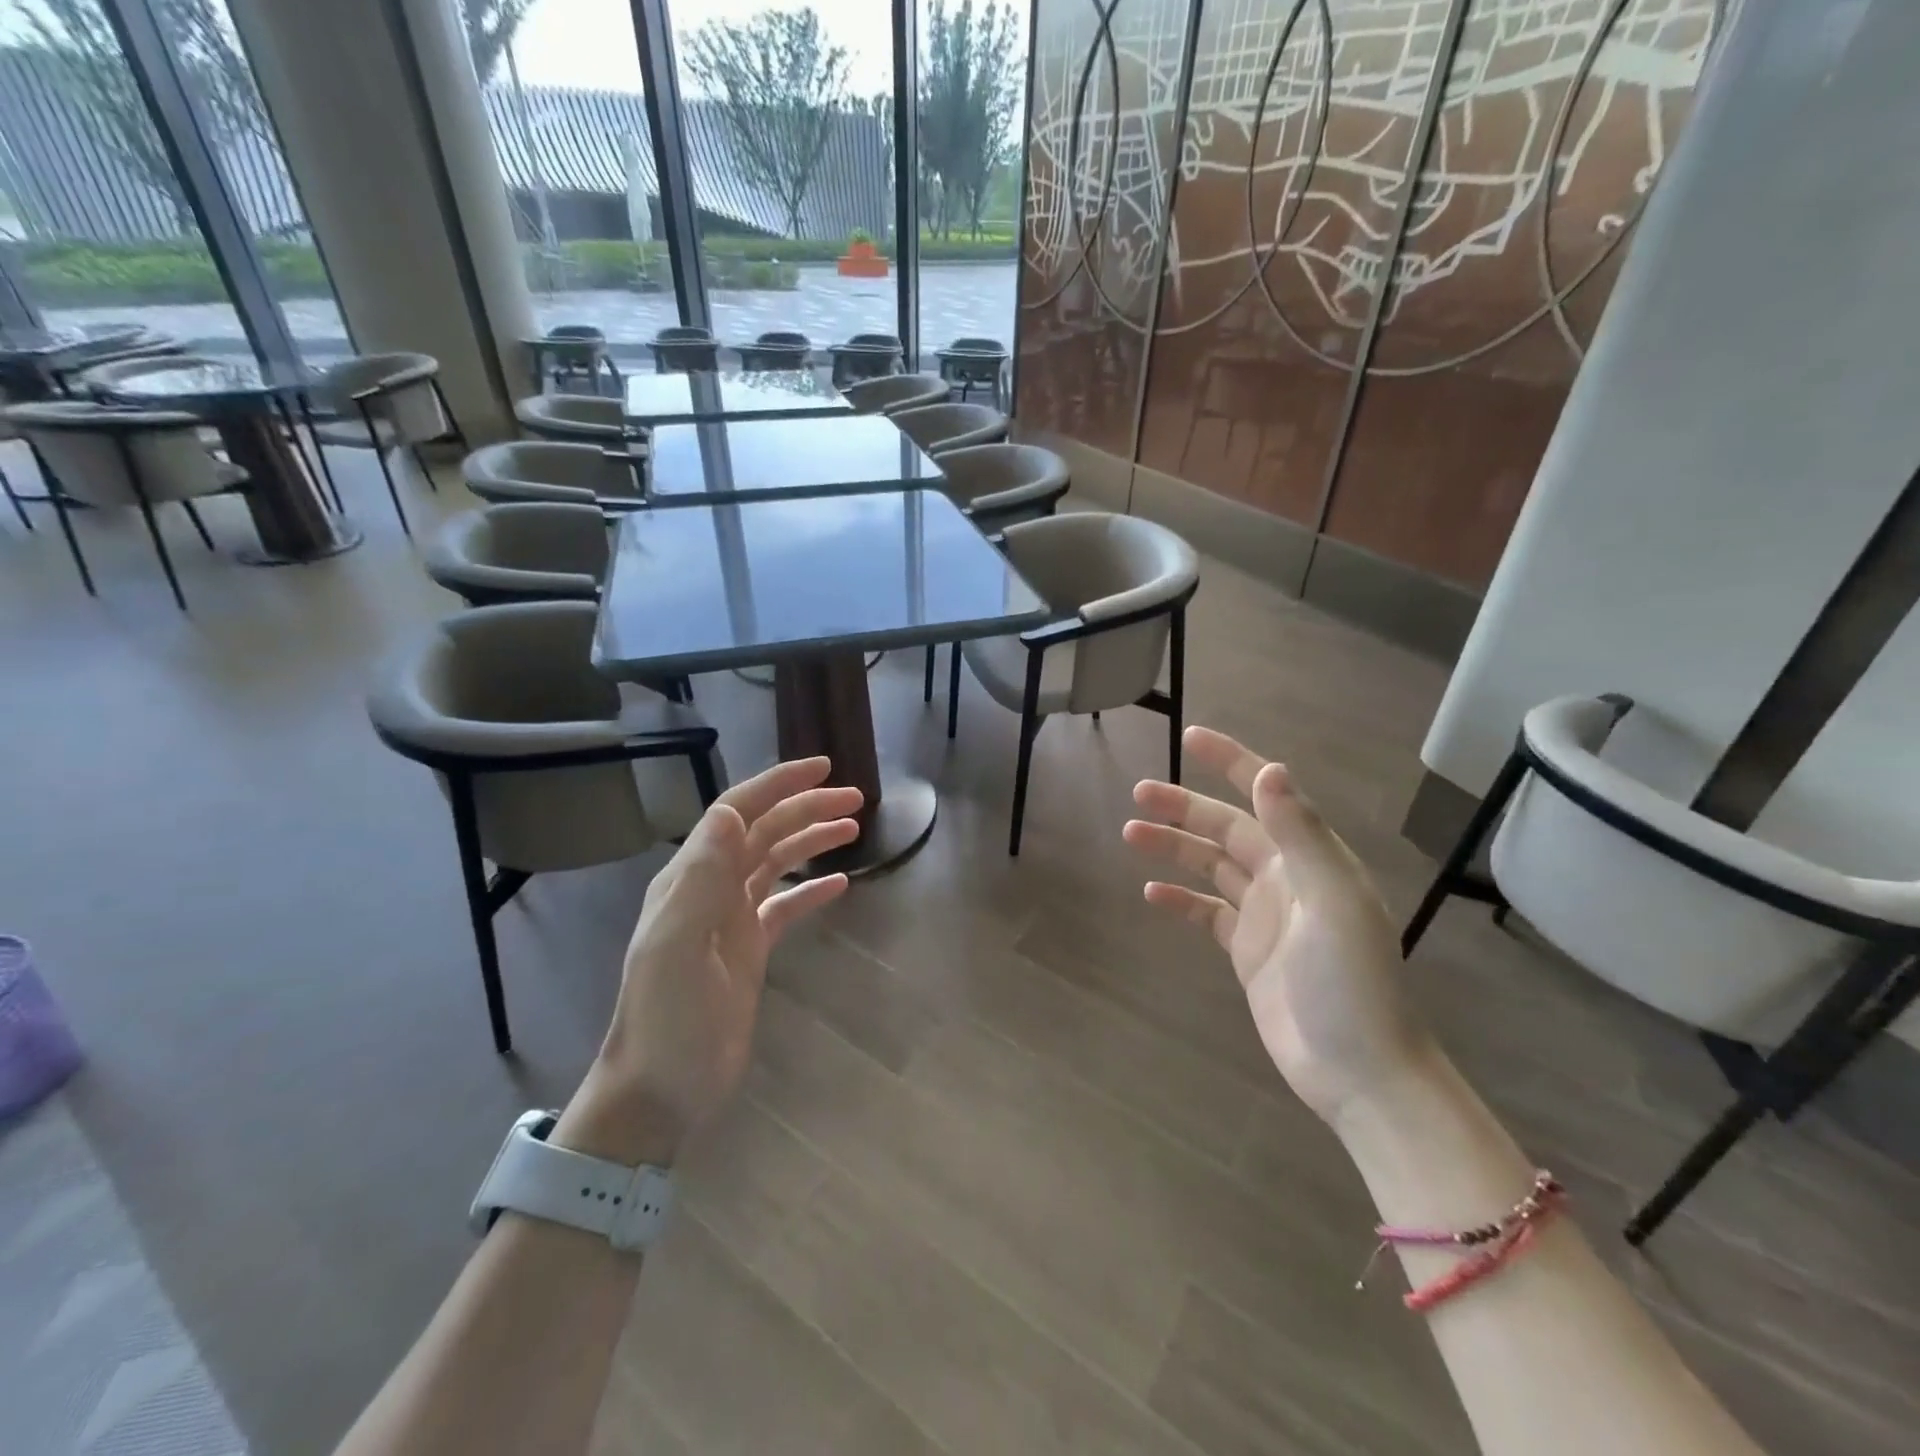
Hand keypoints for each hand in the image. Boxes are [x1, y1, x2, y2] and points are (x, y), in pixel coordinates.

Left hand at [557, 758, 860, 1164]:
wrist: (660, 1090)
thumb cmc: (668, 1019)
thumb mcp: (676, 946)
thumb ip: (700, 877)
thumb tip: (731, 810)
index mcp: (691, 879)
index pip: (738, 813)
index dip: (779, 784)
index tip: (823, 767)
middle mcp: (711, 889)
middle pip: (764, 832)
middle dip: (807, 807)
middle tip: (856, 798)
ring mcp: (730, 920)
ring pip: (776, 863)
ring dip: (811, 840)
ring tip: (853, 828)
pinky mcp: (748, 951)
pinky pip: (785, 907)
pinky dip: (811, 891)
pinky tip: (841, 885)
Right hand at [1123, 726, 1430, 1123]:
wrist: (1360, 1071)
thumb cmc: (1350, 983)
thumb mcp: (1330, 902)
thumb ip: (1301, 835)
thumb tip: (1270, 770)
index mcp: (1311, 859)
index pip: (1267, 795)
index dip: (1231, 762)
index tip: (1191, 737)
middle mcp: (1287, 878)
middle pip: (1227, 828)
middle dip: (1184, 806)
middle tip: (1138, 793)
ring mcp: (1265, 915)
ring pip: (1210, 866)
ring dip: (1174, 847)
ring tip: (1130, 833)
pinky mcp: (1248, 951)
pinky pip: (1206, 912)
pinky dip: (1180, 900)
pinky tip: (1151, 894)